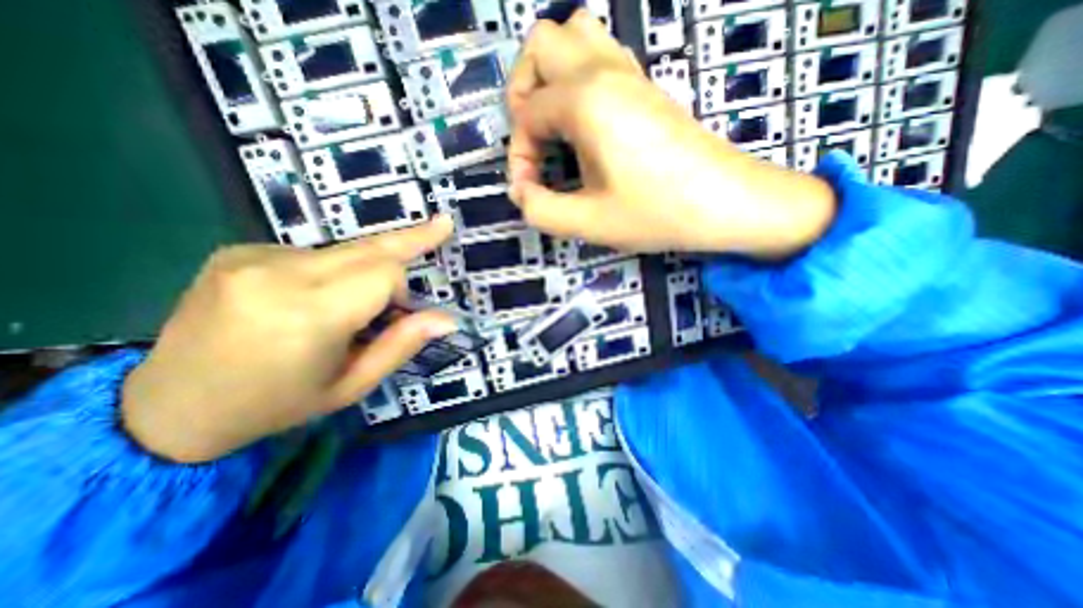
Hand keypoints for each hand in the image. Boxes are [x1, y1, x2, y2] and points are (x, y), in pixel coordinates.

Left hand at [121, 221, 455, 463]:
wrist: (168, 409)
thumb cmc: (276, 404)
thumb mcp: (352, 385)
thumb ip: (402, 345)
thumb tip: (448, 318)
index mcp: (307, 315)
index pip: (384, 272)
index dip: (402, 288)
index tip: (404, 311)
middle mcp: (277, 273)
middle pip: (369, 247)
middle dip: (407, 242)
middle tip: (443, 224)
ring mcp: (251, 256)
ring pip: (344, 251)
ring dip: (364, 270)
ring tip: (348, 307)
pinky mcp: (238, 251)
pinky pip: (314, 253)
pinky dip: (332, 271)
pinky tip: (310, 298)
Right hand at [505, 9, 835, 255]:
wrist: (726, 202)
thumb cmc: (658, 212)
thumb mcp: (589, 222)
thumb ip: (540, 210)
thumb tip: (521, 192)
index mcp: (586, 100)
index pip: (526, 114)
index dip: (519, 155)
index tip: (531, 190)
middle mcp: (604, 70)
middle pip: (541, 44)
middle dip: (522, 93)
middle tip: (533, 140)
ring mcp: (630, 72)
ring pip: (573, 36)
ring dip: (550, 76)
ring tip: (554, 125)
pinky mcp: (646, 86)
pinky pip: (600, 55)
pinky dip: (578, 79)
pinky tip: (585, 123)